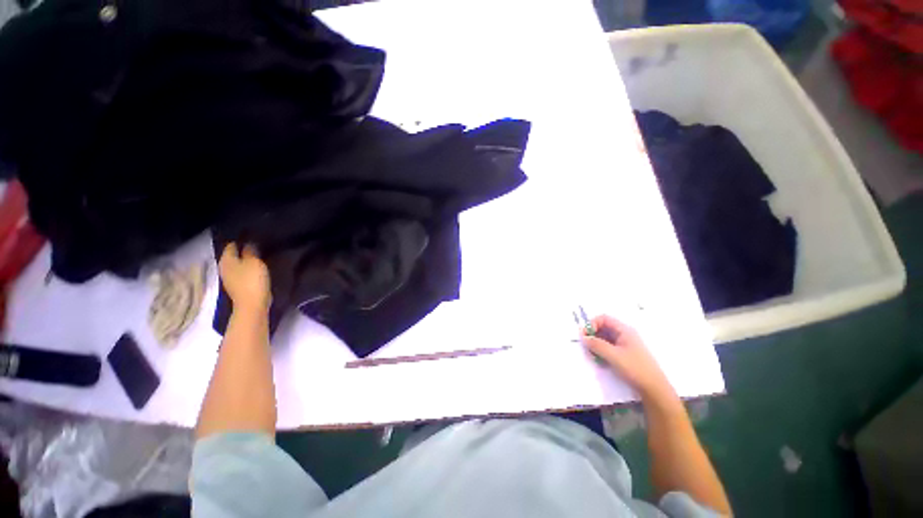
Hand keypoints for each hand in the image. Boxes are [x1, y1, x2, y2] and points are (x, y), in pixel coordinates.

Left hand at [219, 243, 270, 312]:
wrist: (252, 305)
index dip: (241, 240)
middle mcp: (224, 267)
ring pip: (237, 264)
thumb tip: (248, 243)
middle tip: (257, 246)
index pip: (231, 245)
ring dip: (245, 261)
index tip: (252, 237)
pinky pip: (242, 273)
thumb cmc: (252, 281)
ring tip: (259, 256)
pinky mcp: (237, 286)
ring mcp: (230, 278)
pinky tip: (256, 269)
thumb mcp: (254, 262)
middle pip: (233, 255)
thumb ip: (250, 251)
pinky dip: (247, 269)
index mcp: (226, 260)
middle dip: (242, 251)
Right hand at [580, 315, 672, 398]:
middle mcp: (624, 335)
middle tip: (586, 346)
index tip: (585, 335)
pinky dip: (601, 351)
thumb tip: (583, 337)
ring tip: (592, 355)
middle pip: (603, 328)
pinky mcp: (624, 354)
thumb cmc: (635, 368)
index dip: (592, 324)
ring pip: (604, 338)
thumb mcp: (614, 356)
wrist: (654, 389)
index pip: (604, 319)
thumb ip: (597, 344)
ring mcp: (624, 345)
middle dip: (593, 335)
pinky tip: (599, 360)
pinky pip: (608, 347)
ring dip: (596, 344)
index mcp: (624, 330)